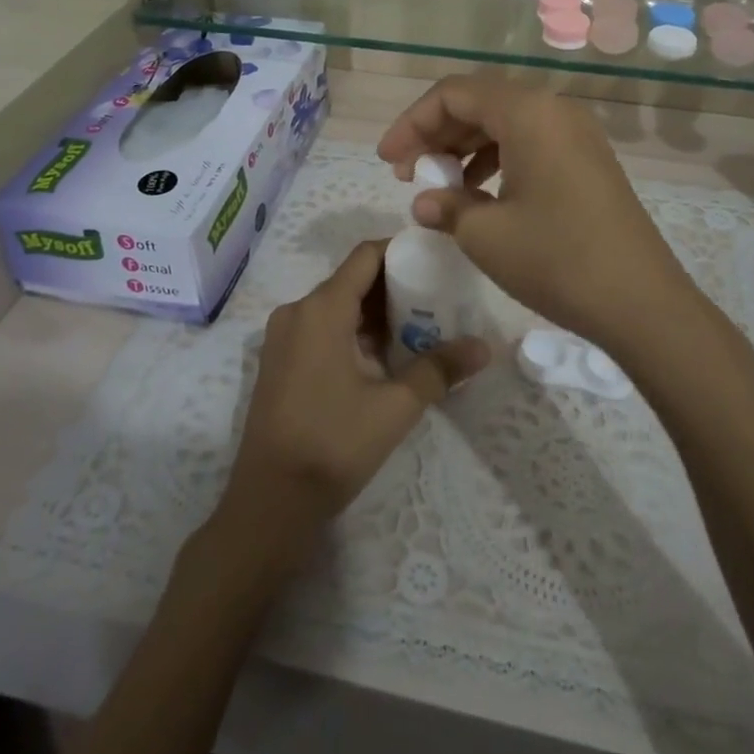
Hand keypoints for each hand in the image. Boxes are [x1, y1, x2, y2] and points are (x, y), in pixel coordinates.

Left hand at [222, 241, 489, 543]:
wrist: (269, 503)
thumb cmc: (333, 445)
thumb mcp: (395, 407)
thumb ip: (439, 369)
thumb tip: (484, 347)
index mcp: (321, 309)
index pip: (365, 256)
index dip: (400, 251)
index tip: (436, 259)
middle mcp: (297, 311)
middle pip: (352, 279)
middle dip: (394, 285)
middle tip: (438, 298)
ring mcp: (283, 336)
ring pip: (337, 305)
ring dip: (375, 312)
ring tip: (419, 327)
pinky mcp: (279, 360)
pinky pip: (321, 327)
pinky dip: (353, 330)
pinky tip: (384, 356)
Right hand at [375, 75, 708, 349]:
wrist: (641, 302)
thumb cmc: (557, 259)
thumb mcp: (486, 235)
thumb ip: (446, 206)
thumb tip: (426, 201)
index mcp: (528, 112)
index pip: (453, 94)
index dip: (412, 123)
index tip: (387, 161)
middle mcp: (554, 109)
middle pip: (480, 102)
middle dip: (436, 133)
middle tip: (408, 174)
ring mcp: (576, 134)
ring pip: (505, 122)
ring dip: (465, 147)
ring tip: (440, 185)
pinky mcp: (588, 160)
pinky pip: (530, 142)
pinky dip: (497, 160)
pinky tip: (480, 194)